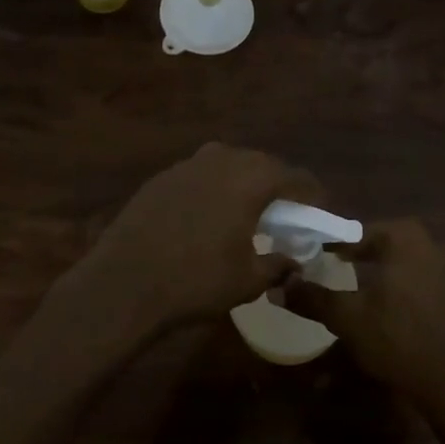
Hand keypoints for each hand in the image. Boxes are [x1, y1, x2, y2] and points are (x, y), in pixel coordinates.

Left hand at [51, 142, 321, 346]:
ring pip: (230, 164)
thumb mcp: (248, 280)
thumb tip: (294, 260)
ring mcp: (187, 165)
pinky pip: (202, 174)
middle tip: (287, 211)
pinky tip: (210, 214)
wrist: (123, 283)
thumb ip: (279, 265)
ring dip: (246, 182)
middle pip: (263, 164)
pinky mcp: (162, 177)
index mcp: (250, 179)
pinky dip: (216, 187)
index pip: (295, 177)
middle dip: (279, 185)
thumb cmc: (195, 281)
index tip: (321, 211)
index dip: (313, 194)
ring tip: (249, 210)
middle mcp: (222, 160)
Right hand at [289, 218, 444, 433]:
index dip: (333, 243)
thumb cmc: (393, 338)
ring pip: (400, 254)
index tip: (313, 253)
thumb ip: (312, 297)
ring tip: (352, 277)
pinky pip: (414, 271)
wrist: (442, 380)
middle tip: (333, 262)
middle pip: (382, 238)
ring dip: (377, 262)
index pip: (358, 231)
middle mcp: (427, 244)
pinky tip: (379, 297)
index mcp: (404, 239)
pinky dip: (395, 278)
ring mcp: (442, 266)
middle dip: (358, 248)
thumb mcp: (345, 317)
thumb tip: (279, 286)